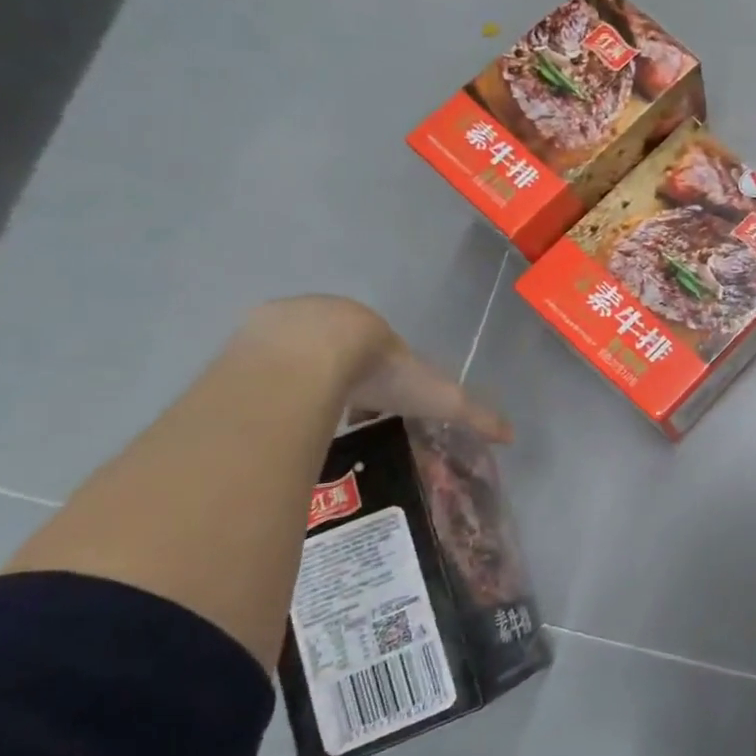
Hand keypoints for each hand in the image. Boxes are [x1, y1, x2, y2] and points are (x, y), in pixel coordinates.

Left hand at [239, 296, 511, 441]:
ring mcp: (282, 327)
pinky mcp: (244, 342)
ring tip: (301, 418)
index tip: (378, 409)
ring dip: (299, 381)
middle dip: (340, 380)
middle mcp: (329, 319)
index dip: (381, 381)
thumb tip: (511, 435)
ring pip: (293, 357)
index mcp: (371, 329)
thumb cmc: (379, 370)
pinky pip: (256, 365)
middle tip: (340, 414)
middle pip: (335, 353)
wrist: (310, 353)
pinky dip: (266, 386)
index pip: (379, 354)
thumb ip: (472, 414)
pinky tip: (269, 412)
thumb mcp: (436, 396)